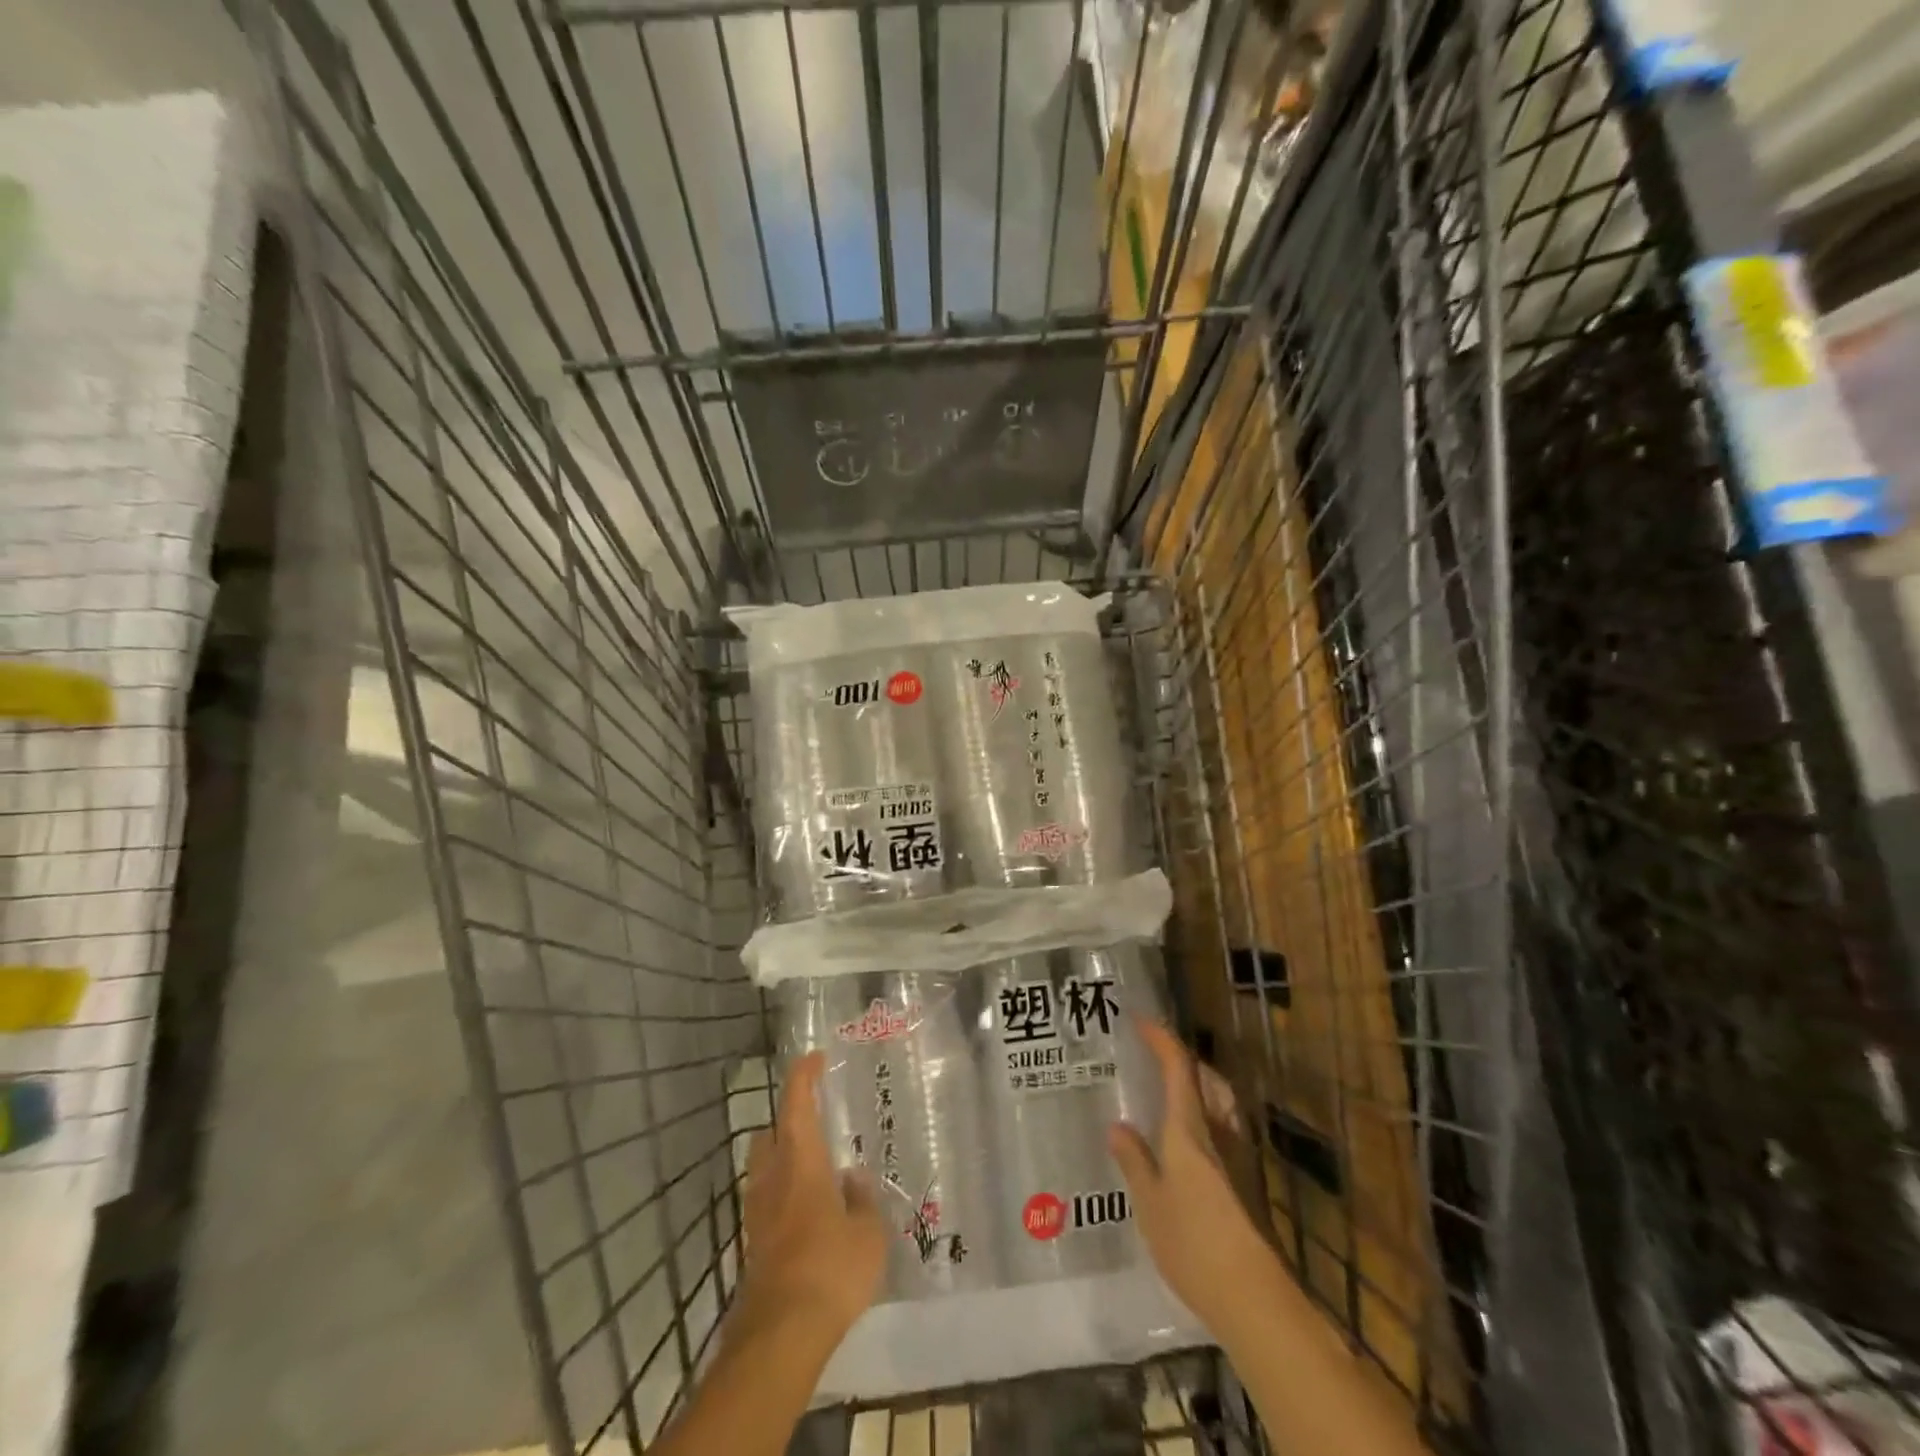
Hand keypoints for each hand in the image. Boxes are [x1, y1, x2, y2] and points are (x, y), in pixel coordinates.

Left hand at [739, 1052, 887, 1341]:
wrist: (781, 1335)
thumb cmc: (831, 1268)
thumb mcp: (868, 1232)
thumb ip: (862, 1199)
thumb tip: (854, 1180)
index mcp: (801, 1161)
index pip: (797, 1103)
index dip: (804, 1075)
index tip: (815, 1058)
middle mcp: (773, 1178)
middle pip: (770, 1134)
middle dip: (788, 1121)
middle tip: (816, 1122)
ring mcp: (758, 1213)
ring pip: (764, 1169)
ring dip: (784, 1160)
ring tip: (817, 1171)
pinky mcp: (754, 1245)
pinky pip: (767, 1202)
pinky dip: (784, 1195)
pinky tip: (810, 1215)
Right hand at [1109, 1019, 1286, 1338]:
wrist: (1256, 1298)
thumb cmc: (1194, 1243)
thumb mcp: (1150, 1204)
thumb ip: (1134, 1162)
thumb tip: (1118, 1127)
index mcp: (1191, 1129)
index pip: (1179, 1068)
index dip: (1161, 1039)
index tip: (1141, 1020)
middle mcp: (1221, 1133)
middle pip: (1207, 1080)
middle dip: (1184, 1061)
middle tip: (1155, 1057)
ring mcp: (1241, 1159)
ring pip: (1221, 1104)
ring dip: (1199, 1087)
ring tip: (1171, 1092)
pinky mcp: (1249, 1184)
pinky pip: (1224, 1129)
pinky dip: (1205, 1117)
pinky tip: (1188, 1143)